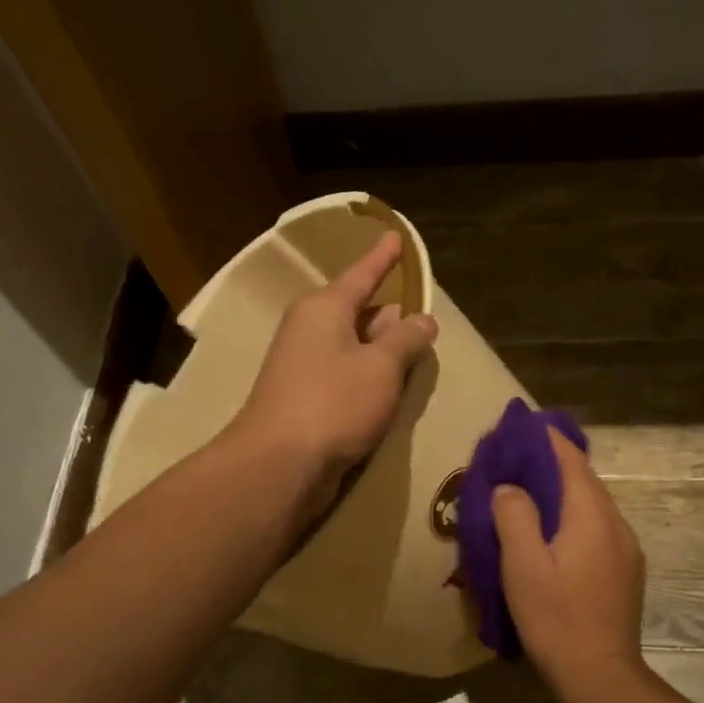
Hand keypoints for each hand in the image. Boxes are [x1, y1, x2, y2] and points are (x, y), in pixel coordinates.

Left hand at [229, 231, 438, 512]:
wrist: (279, 464)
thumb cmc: (334, 403)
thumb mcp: (382, 367)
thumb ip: (406, 340)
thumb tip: (423, 320)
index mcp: (325, 309)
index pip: (362, 275)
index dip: (383, 258)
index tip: (396, 238)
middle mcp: (309, 330)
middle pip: (360, 313)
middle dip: (391, 319)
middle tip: (423, 327)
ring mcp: (303, 366)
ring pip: (354, 348)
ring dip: (382, 355)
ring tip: (414, 362)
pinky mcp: (304, 400)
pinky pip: (344, 377)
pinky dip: (367, 380)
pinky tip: (387, 395)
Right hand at [491, 427, 646, 685]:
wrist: (601, 676)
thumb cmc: (556, 618)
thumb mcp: (522, 566)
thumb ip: (514, 516)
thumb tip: (510, 487)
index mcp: (592, 516)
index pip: (571, 461)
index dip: (547, 439)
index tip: (522, 426)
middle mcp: (616, 524)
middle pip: (584, 480)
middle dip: (552, 464)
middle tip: (515, 460)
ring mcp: (626, 549)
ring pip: (592, 506)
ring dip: (563, 493)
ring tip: (528, 494)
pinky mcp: (625, 571)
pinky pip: (597, 528)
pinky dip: (573, 517)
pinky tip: (552, 534)